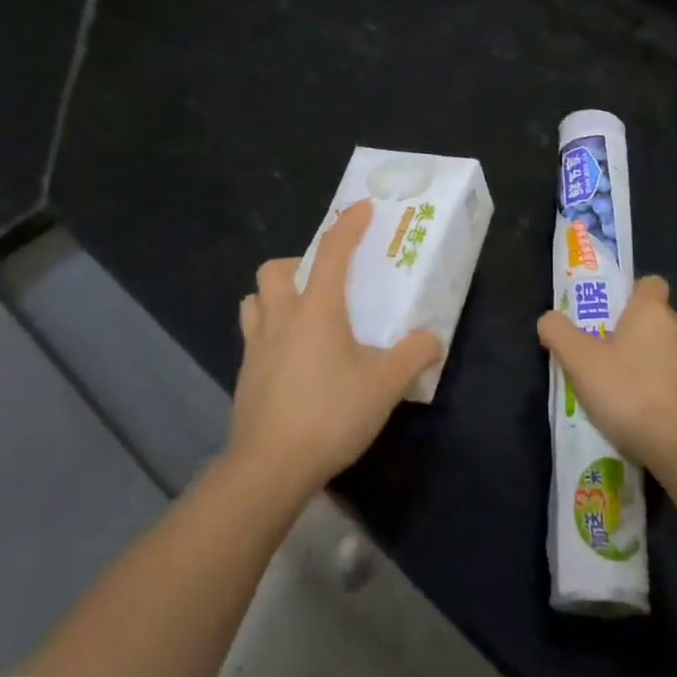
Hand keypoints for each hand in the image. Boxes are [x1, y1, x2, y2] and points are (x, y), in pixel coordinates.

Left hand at [229, 199, 442, 495]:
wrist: (269, 468)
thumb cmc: (330, 414)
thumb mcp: (386, 385)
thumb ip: (413, 355)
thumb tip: (432, 338)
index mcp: (318, 308)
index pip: (334, 250)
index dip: (350, 224)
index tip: (363, 208)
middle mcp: (282, 316)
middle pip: (277, 268)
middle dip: (300, 263)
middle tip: (325, 281)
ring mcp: (256, 345)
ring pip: (256, 299)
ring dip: (276, 295)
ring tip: (302, 314)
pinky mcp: (244, 374)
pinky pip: (252, 334)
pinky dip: (270, 331)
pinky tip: (292, 357)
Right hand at [537, 275, 676, 472]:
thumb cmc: (627, 390)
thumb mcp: (579, 360)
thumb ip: (559, 333)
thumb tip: (549, 319)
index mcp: (652, 311)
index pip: (650, 283)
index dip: (630, 292)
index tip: (608, 312)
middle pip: (653, 317)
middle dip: (630, 329)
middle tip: (599, 349)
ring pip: (663, 349)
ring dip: (643, 360)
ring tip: (614, 384)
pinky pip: (671, 379)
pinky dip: (655, 387)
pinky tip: (634, 409)